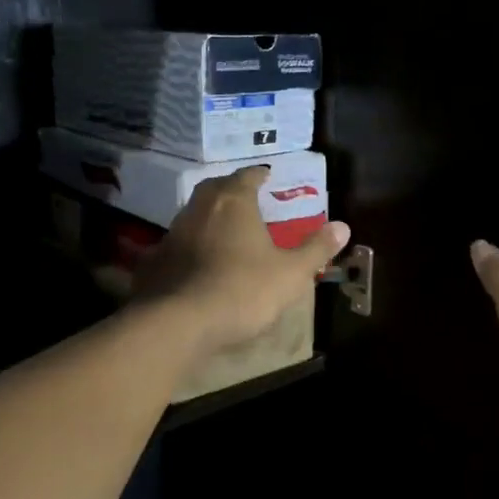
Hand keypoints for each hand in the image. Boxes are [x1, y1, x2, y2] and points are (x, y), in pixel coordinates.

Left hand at [134, 168, 349, 357]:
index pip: (247, 176)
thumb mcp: (291, 273)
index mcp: (234, 203)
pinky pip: (177, 243)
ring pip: (193, 214)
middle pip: (215, 188)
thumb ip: (316, 248)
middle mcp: (200, 209)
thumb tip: (343, 226)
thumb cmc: (243, 290)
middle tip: (246, 197)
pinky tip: (198, 261)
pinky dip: (190, 245)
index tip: (267, 176)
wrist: (180, 323)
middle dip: (231, 189)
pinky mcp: (155, 261)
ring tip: (225, 228)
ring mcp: (173, 234)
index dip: (259, 175)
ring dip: (209, 216)